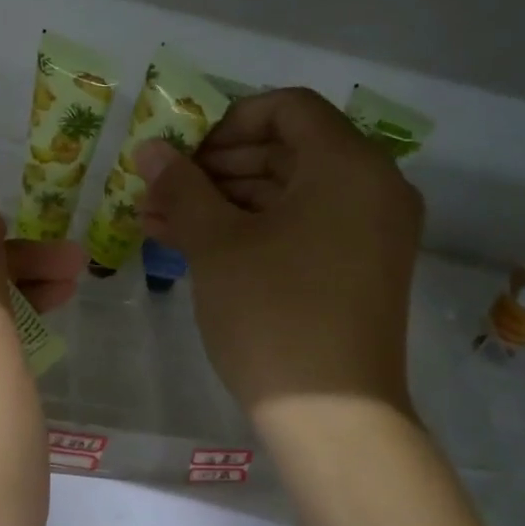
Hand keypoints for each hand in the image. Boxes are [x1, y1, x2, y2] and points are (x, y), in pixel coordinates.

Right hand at [135, 88, 422, 426]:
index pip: (288, 108)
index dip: (228, 122)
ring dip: (225, 202)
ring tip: (162, 221)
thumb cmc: (273, 314)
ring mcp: (371, 233)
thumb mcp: (218, 244)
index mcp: (350, 165)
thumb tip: (150, 149)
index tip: (184, 152)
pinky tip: (196, 246)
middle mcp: (374, 188)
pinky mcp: (359, 270)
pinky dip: (253, 231)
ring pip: (290, 194)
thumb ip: (183, 187)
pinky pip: (303, 229)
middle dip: (217, 167)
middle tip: (163, 190)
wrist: (332, 417)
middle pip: (288, 151)